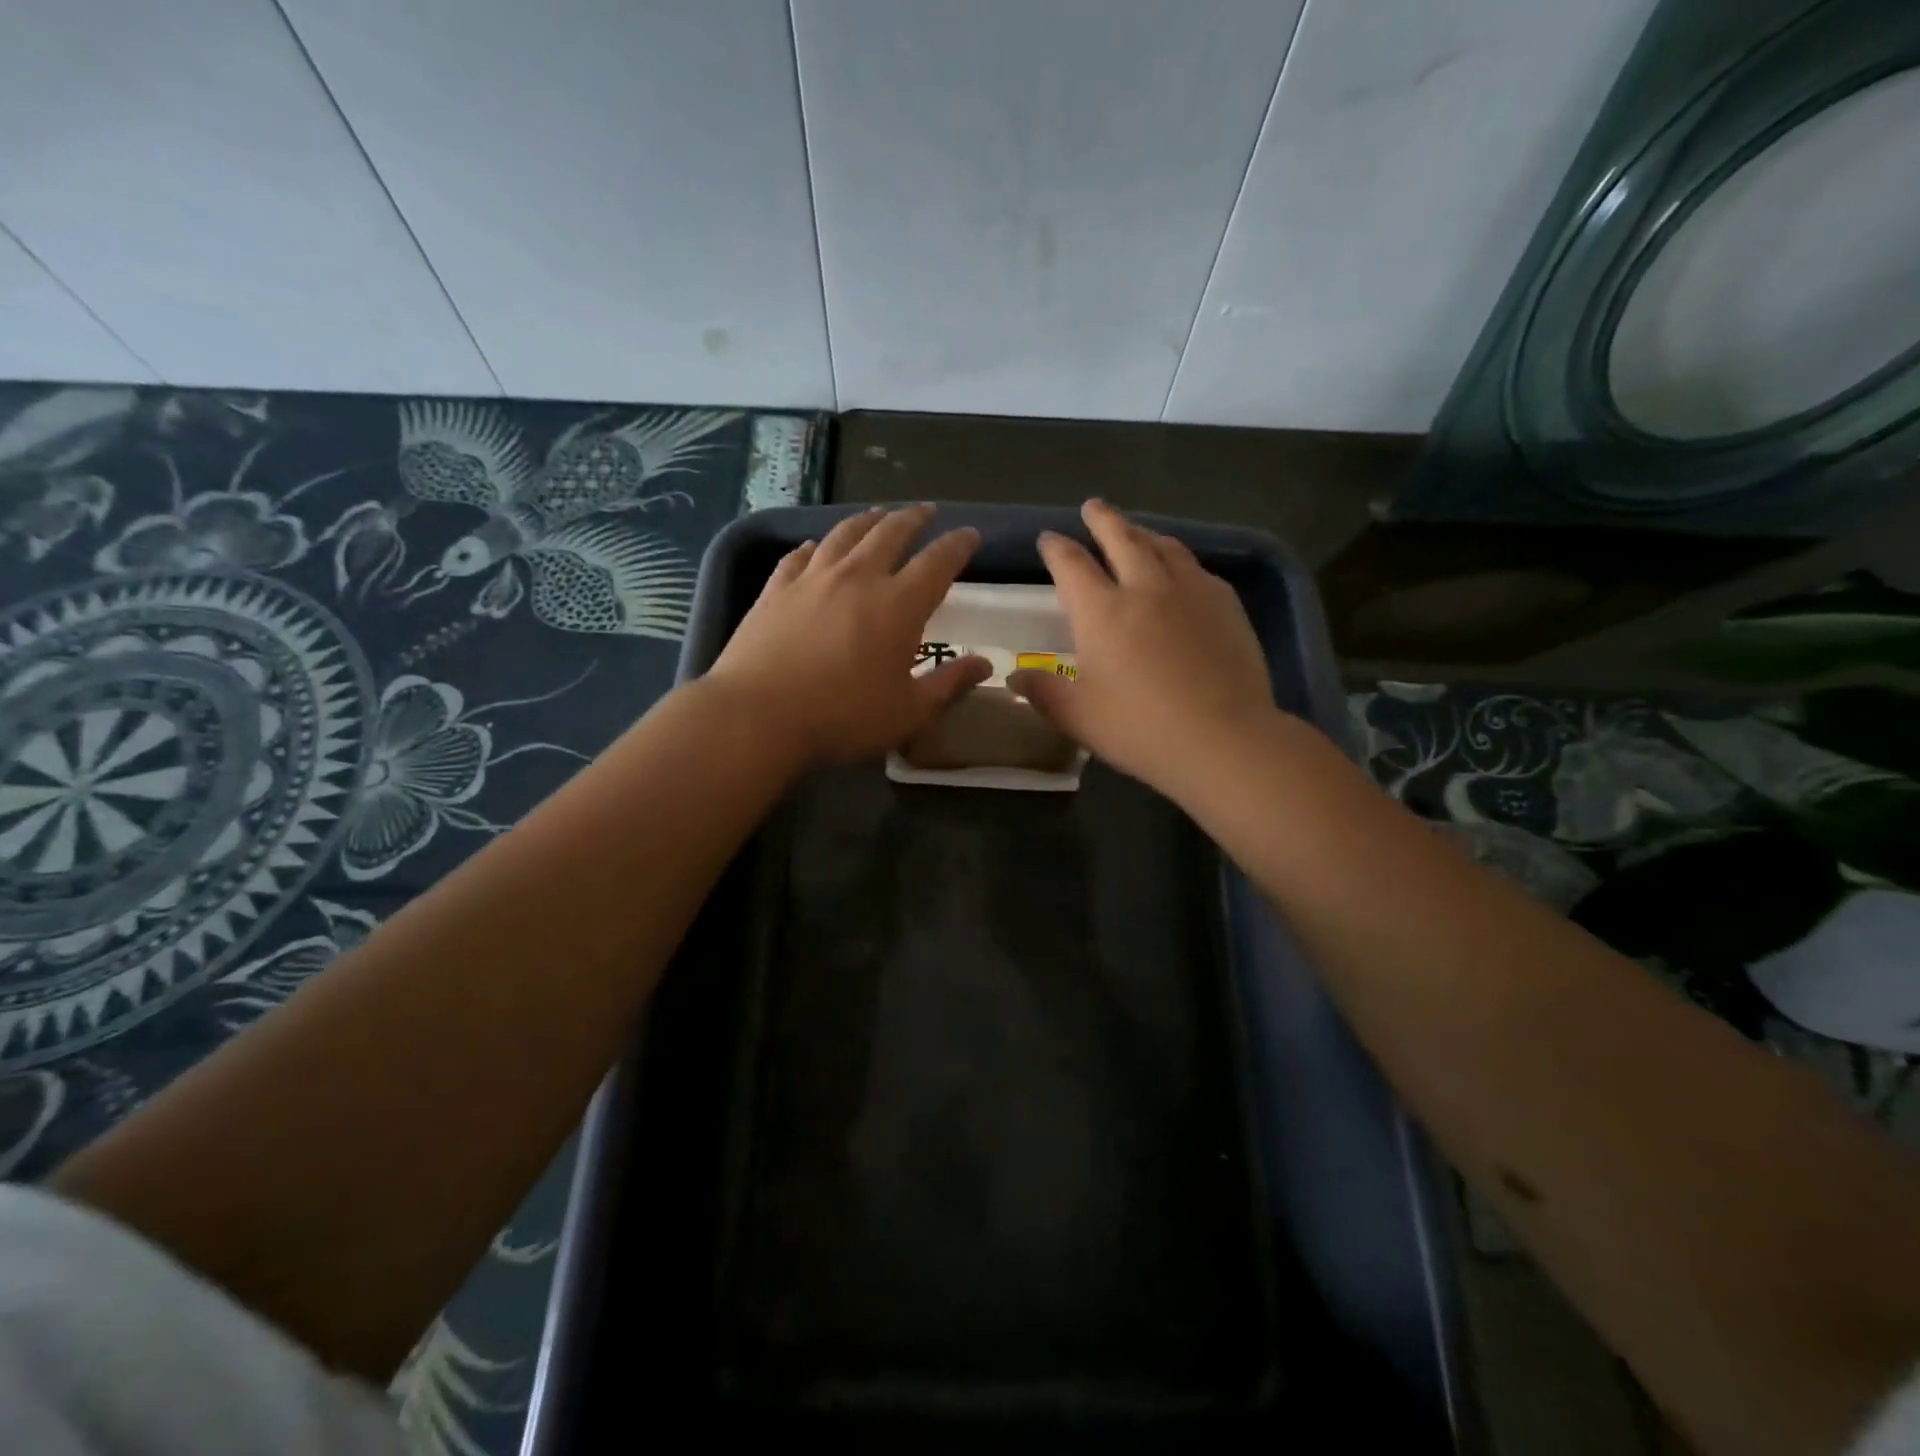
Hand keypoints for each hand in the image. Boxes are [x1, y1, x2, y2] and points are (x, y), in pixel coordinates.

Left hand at [706, 505, 990, 765]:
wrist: (758, 715)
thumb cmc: (842, 717)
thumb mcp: (908, 712)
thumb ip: (949, 684)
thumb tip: (985, 665)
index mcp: (899, 604)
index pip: (938, 562)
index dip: (958, 545)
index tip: (970, 535)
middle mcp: (858, 577)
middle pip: (891, 533)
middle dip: (914, 519)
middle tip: (926, 512)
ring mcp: (813, 578)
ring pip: (845, 534)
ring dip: (868, 520)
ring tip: (878, 515)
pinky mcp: (776, 589)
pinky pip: (800, 555)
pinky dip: (816, 546)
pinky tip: (816, 546)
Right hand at [1008, 499, 1275, 799]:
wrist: (1223, 738)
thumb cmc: (1139, 728)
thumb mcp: (1077, 716)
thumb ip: (1043, 692)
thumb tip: (1014, 677)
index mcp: (1101, 611)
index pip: (1071, 565)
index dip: (1056, 548)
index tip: (1048, 539)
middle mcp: (1144, 587)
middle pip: (1121, 538)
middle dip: (1102, 519)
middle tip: (1092, 506)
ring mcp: (1189, 591)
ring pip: (1163, 546)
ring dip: (1142, 532)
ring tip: (1134, 530)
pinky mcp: (1225, 604)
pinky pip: (1195, 568)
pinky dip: (1178, 559)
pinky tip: (1180, 570)